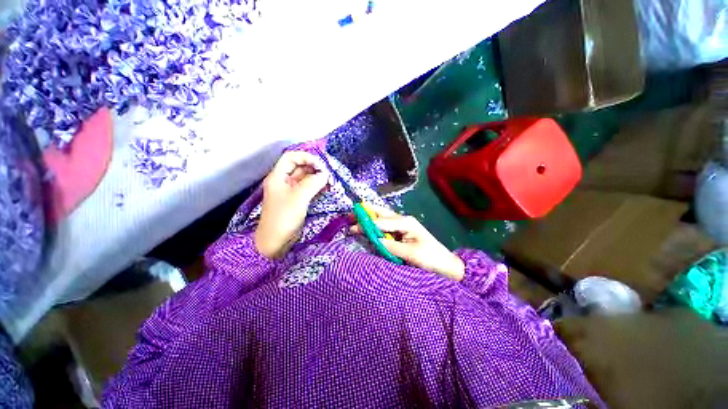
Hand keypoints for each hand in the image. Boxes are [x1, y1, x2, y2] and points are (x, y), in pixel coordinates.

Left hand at [255, 151, 328, 257]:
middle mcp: (284, 181)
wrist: (275, 241)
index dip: (306, 157)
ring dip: (317, 178)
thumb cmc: (283, 217)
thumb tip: (325, 174)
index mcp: (278, 176)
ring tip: (330, 182)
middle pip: (300, 167)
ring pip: (305, 179)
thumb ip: (313, 183)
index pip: (291, 157)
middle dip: (314, 169)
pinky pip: (308, 189)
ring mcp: (291, 192)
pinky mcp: (297, 201)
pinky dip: (317, 187)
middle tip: (328, 175)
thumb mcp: (299, 198)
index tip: (320, 166)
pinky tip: (326, 189)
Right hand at [351, 205, 464, 280]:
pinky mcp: (403, 233)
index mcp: (406, 222)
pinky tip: (369, 227)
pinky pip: (386, 227)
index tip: (352, 228)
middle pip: (382, 213)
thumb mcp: (411, 253)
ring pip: (383, 218)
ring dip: (370, 218)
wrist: (446, 265)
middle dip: (367, 212)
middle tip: (351, 212)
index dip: (366, 224)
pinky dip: (376, 226)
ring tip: (356, 217)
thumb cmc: (431, 258)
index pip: (381, 222)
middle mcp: (403, 220)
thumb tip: (374, 239)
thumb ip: (391, 246)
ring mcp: (403, 226)